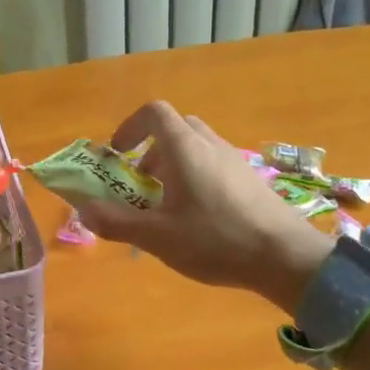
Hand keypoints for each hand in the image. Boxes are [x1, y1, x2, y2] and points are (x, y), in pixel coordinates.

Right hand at [78, 101, 331, 316]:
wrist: (286, 257)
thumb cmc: (216, 240)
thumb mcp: (158, 237)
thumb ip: (117, 222)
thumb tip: (83, 210)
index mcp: (185, 148)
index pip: (154, 112)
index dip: (129, 127)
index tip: (117, 156)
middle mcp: (210, 144)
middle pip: (175, 128)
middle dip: (150, 151)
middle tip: (140, 183)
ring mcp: (235, 160)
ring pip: (196, 148)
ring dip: (173, 166)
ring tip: (166, 206)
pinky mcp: (250, 179)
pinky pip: (214, 165)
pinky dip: (196, 178)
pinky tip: (198, 219)